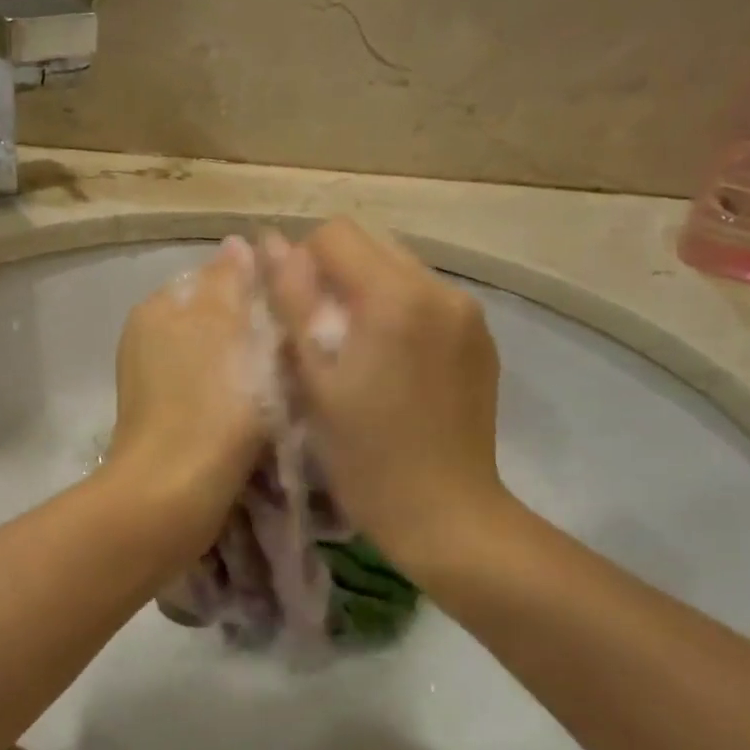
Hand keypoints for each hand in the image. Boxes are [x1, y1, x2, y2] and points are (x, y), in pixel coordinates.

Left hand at [104, 238, 266, 553]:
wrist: (172, 495)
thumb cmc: (211, 404)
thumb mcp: (230, 329)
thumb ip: (233, 282)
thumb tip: (237, 243)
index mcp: (158, 307)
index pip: (217, 277)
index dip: (260, 288)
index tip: (297, 309)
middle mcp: (148, 337)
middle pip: (217, 318)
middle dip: (254, 329)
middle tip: (297, 348)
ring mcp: (152, 381)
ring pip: (216, 357)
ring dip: (248, 364)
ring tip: (285, 382)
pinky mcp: (164, 420)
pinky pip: (209, 390)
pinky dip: (233, 395)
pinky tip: (259, 412)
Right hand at [263, 218, 515, 576]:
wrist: (446, 515)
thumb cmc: (366, 455)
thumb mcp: (315, 378)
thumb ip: (292, 301)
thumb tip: (269, 242)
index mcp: (396, 296)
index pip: (336, 234)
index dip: (302, 263)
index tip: (295, 314)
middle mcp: (440, 289)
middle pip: (372, 244)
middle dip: (336, 275)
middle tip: (321, 334)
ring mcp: (468, 313)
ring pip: (400, 270)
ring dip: (368, 293)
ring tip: (357, 351)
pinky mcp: (481, 338)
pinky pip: (427, 299)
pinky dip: (399, 312)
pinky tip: (392, 365)